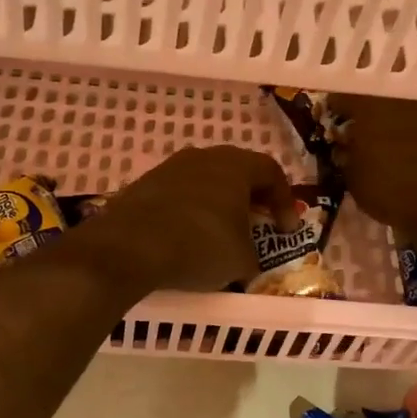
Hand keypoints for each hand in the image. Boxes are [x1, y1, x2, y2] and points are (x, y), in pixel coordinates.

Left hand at [79, 146, 296, 292]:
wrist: (130, 246)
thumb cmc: (200, 246)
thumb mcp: (241, 260)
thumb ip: (252, 255)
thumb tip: (247, 260)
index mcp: (236, 166)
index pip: (272, 173)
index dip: (285, 201)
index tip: (287, 229)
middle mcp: (204, 157)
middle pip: (237, 171)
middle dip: (251, 198)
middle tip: (257, 223)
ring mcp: (170, 167)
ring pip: (205, 180)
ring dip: (218, 203)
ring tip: (221, 231)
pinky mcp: (144, 184)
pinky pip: (179, 194)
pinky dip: (190, 211)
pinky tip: (186, 236)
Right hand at [329, 94, 416, 238]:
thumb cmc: (393, 192)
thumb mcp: (355, 179)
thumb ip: (348, 155)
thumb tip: (347, 147)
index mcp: (371, 104)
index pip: (345, 94)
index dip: (338, 107)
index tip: (337, 120)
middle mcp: (406, 94)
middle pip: (385, 89)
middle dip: (376, 104)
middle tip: (372, 125)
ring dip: (408, 112)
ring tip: (405, 134)